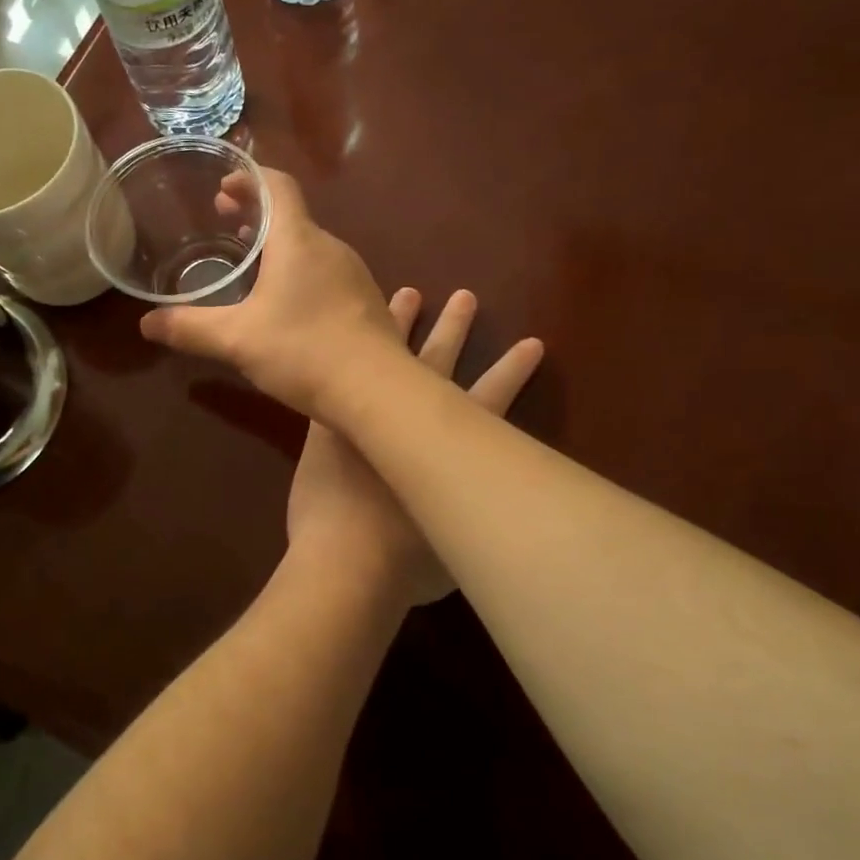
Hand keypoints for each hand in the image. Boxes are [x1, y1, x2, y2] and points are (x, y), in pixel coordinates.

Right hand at [140, 169, 402, 422]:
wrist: (378, 391)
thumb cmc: (304, 351)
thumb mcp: (237, 340)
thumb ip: (189, 328)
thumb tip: (145, 323)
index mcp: (299, 241)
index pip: (277, 186)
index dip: (249, 178)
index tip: (224, 187)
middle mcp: (331, 248)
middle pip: (293, 215)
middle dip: (257, 214)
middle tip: (226, 222)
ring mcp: (355, 276)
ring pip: (311, 246)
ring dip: (280, 246)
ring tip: (251, 263)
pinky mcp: (366, 304)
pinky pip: (328, 273)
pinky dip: (301, 272)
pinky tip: (288, 304)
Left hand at [285, 287, 542, 608]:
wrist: (347, 563)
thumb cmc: (408, 566)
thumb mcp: (456, 546)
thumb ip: (467, 519)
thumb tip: (478, 517)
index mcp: (453, 450)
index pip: (493, 400)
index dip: (512, 371)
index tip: (531, 342)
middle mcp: (413, 423)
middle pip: (439, 365)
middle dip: (454, 329)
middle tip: (464, 296)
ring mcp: (366, 417)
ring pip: (385, 361)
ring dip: (398, 326)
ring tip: (408, 294)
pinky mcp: (328, 424)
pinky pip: (336, 377)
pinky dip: (341, 357)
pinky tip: (340, 335)